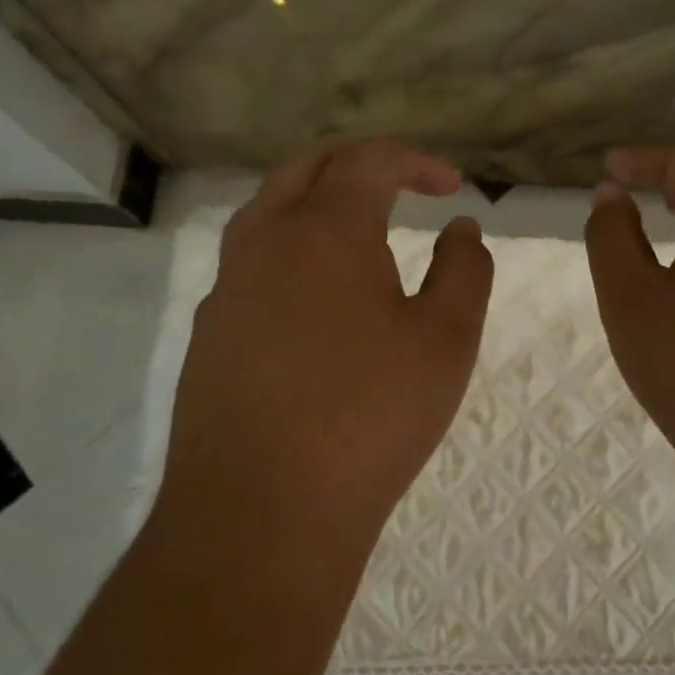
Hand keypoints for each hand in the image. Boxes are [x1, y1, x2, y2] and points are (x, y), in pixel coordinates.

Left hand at [159, 142, 492, 564]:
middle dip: (359, 164)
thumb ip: (464, 270)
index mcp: (325, 230)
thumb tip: (460, 229)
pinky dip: (292, 251)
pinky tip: (318, 302)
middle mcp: (265, 242)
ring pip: (268, 212)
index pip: (368, 161)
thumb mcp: (446, 340)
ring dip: (316, 202)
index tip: (451, 186)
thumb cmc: (371, 418)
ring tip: (359, 234)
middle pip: (306, 167)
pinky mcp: (209, 334)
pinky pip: (251, 264)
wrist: (263, 513)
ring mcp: (227, 288)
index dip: (415, 162)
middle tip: (401, 185)